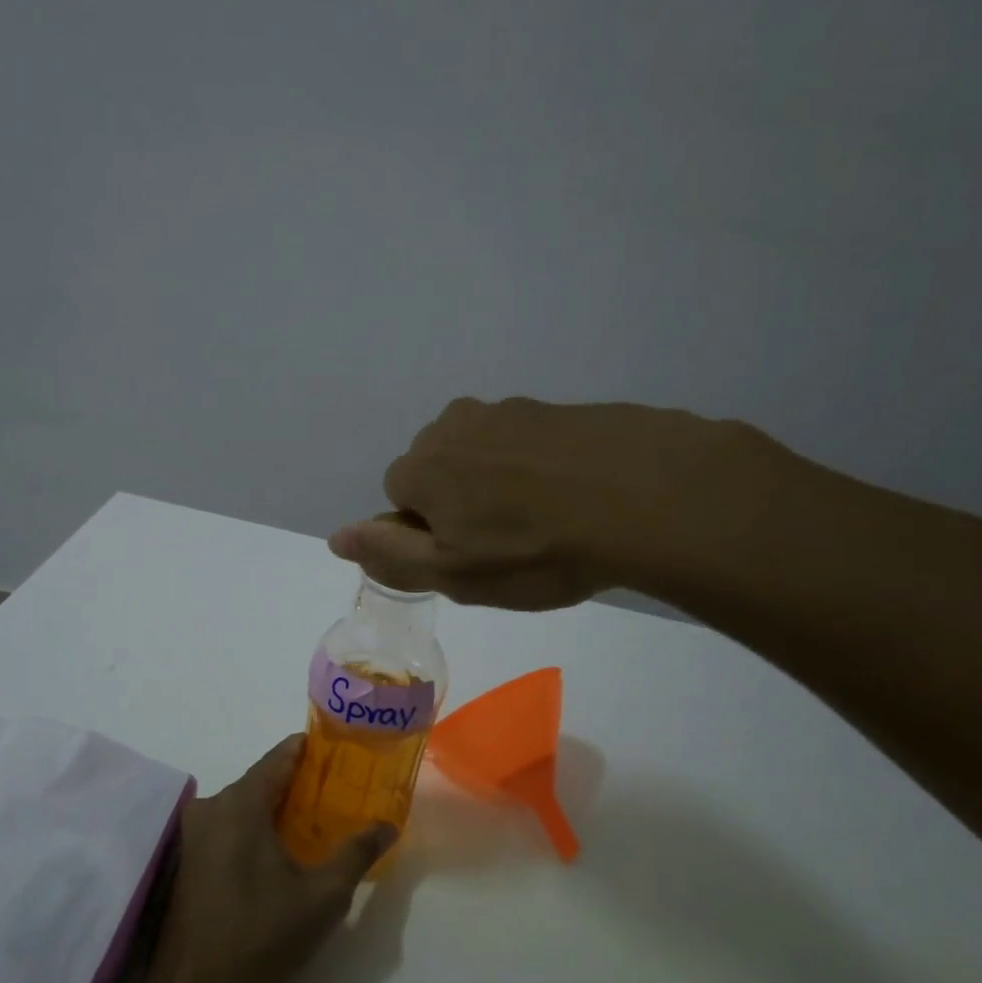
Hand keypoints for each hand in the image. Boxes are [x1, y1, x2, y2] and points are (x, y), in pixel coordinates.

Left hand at [153, 736, 396, 982]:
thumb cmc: (264, 936)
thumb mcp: (324, 894)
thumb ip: (357, 852)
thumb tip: (388, 825)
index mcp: (240, 804)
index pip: (279, 757)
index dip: (311, 749)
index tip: (342, 750)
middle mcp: (211, 808)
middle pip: (261, 779)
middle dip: (300, 781)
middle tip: (340, 789)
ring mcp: (194, 836)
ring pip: (244, 804)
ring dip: (278, 807)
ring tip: (319, 818)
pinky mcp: (189, 862)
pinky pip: (230, 826)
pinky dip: (258, 827)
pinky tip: (284, 849)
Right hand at [328, 397, 769, 609]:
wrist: (644, 496)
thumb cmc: (536, 549)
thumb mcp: (454, 573)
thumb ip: (390, 554)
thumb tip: (337, 537)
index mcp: (423, 465)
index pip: (398, 497)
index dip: (429, 532)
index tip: (469, 555)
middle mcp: (455, 425)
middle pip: (438, 470)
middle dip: (460, 503)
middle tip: (507, 544)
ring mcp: (509, 411)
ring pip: (483, 455)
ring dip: (499, 485)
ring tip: (545, 522)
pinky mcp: (557, 409)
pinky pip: (527, 445)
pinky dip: (538, 469)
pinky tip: (573, 497)